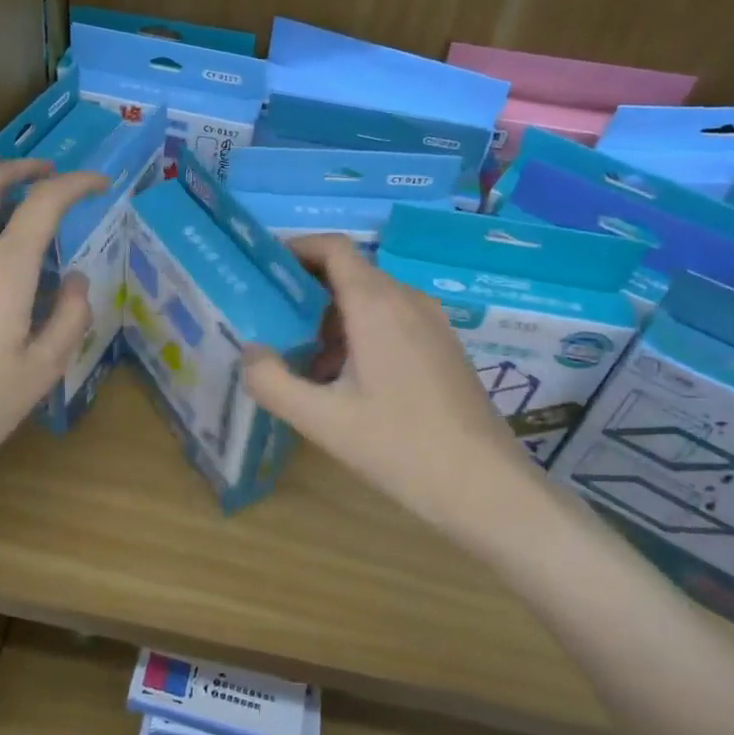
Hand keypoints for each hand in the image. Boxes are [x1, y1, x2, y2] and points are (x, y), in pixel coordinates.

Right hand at [243, 234, 533, 528]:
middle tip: (271, 320)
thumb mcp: (322, 420)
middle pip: (349, 272)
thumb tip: (248, 352)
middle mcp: (407, 300)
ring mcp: (432, 322)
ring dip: (332, 316)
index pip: (333, 247)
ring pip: (371, 299)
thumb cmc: (400, 447)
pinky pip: (393, 320)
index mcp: (377, 305)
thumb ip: (272, 382)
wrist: (485, 487)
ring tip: (303, 359)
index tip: (264, 271)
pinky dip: (360, 332)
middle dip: (307, 290)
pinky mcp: (444, 346)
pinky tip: (346, 380)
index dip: (295, 248)